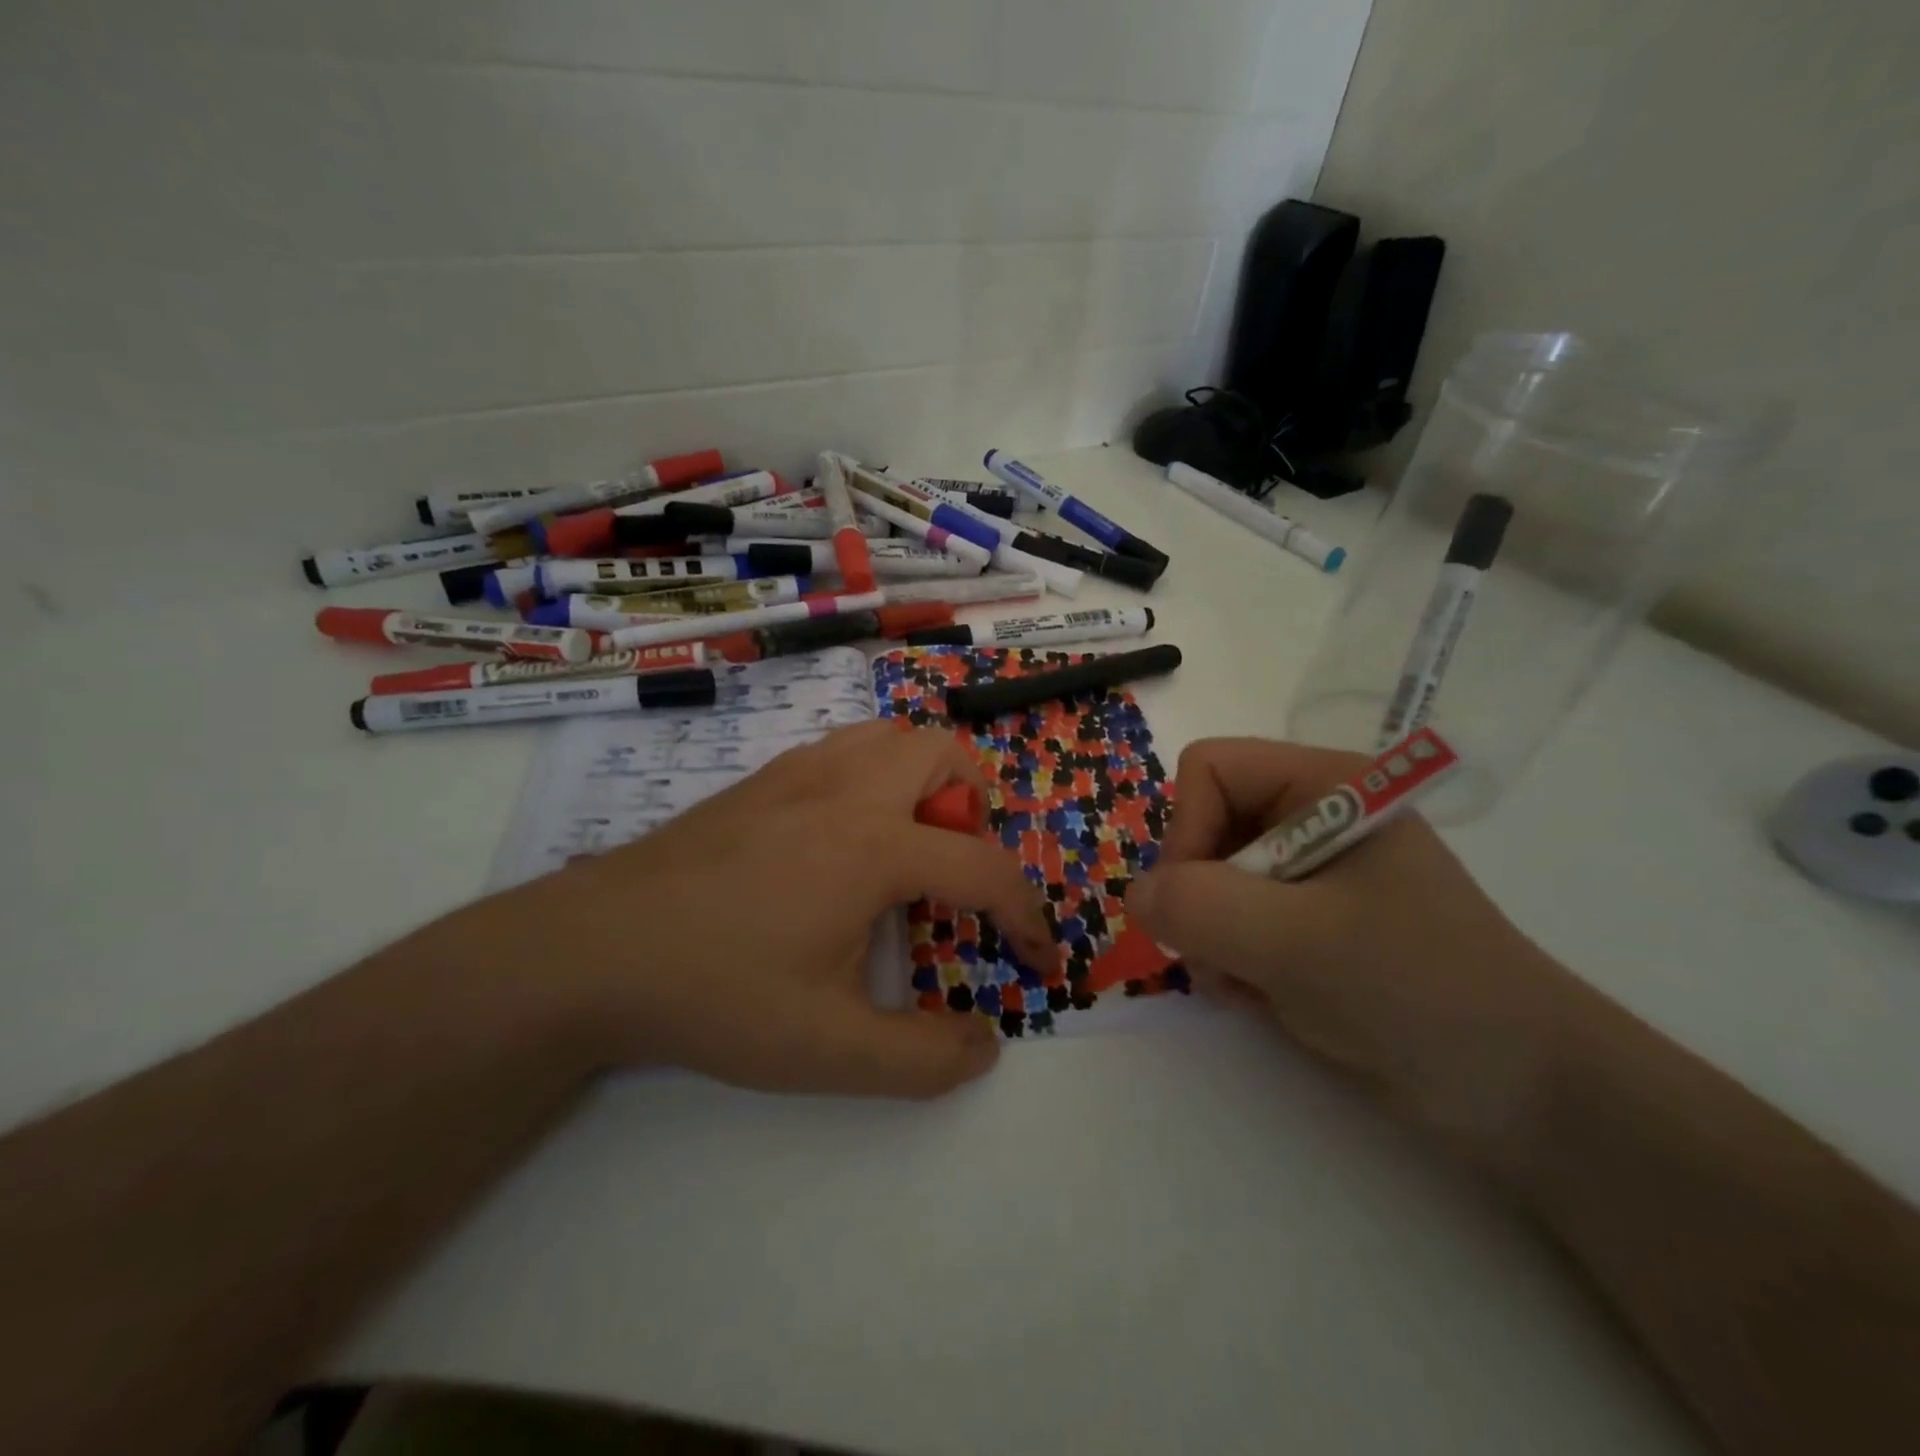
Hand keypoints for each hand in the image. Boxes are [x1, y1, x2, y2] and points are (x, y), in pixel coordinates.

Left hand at [450, 722, 1055, 1098]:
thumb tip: (984, 1046)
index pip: (984, 868)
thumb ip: (922, 1059)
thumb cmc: (717, 994)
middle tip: (953, 872)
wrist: (593, 950)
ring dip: (925, 780)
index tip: (1038, 957)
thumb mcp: (828, 1051)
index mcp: (874, 845)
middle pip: (945, 752)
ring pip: (891, 736)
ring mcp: (798, 773)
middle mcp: (846, 789)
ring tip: (906, 845)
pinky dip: (875, 776)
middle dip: (977, 808)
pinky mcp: (762, 778)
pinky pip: (846, 749)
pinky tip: (841, 839)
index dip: (1026, 915)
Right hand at [1127, 739, 1563, 1140]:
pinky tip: (1263, 998)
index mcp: (1325, 785)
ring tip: (1247, 985)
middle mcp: (1311, 818)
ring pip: (1208, 880)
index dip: (1188, 829)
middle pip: (1203, 825)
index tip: (1200, 902)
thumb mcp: (1303, 943)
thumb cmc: (1421, 992)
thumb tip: (1135, 895)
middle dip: (1199, 895)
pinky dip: (1229, 962)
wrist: (1524, 1094)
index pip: (1209, 770)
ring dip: (1210, 937)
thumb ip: (1204, 907)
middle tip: (1220, 955)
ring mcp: (1308, 874)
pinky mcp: (1305, 924)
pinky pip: (1229, 921)